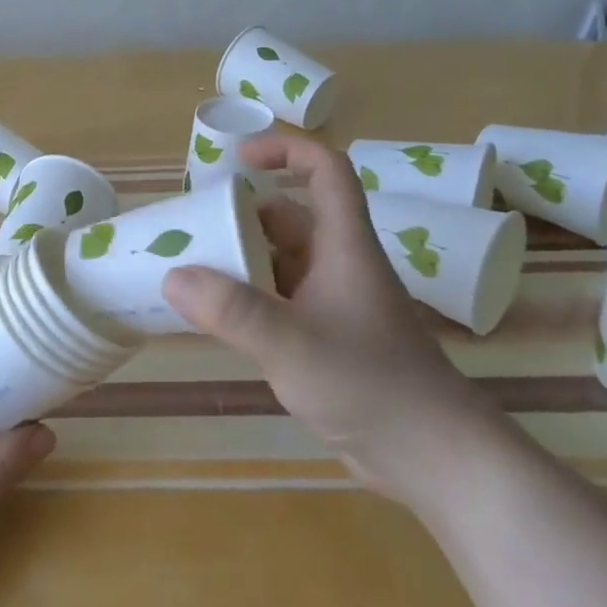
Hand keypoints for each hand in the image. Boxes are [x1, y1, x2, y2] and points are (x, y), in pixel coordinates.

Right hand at [162, 134, 504, 504]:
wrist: (433, 456)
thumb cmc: (370, 385)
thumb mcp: (292, 344)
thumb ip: (231, 310)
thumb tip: (172, 276)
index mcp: (344, 246)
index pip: (325, 171)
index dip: (285, 150)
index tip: (237, 159)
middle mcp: (339, 265)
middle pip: (289, 219)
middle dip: (241, 217)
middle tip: (191, 230)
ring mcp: (335, 303)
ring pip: (281, 262)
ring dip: (240, 261)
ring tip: (190, 272)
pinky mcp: (329, 338)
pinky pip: (280, 300)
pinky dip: (248, 300)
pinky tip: (217, 319)